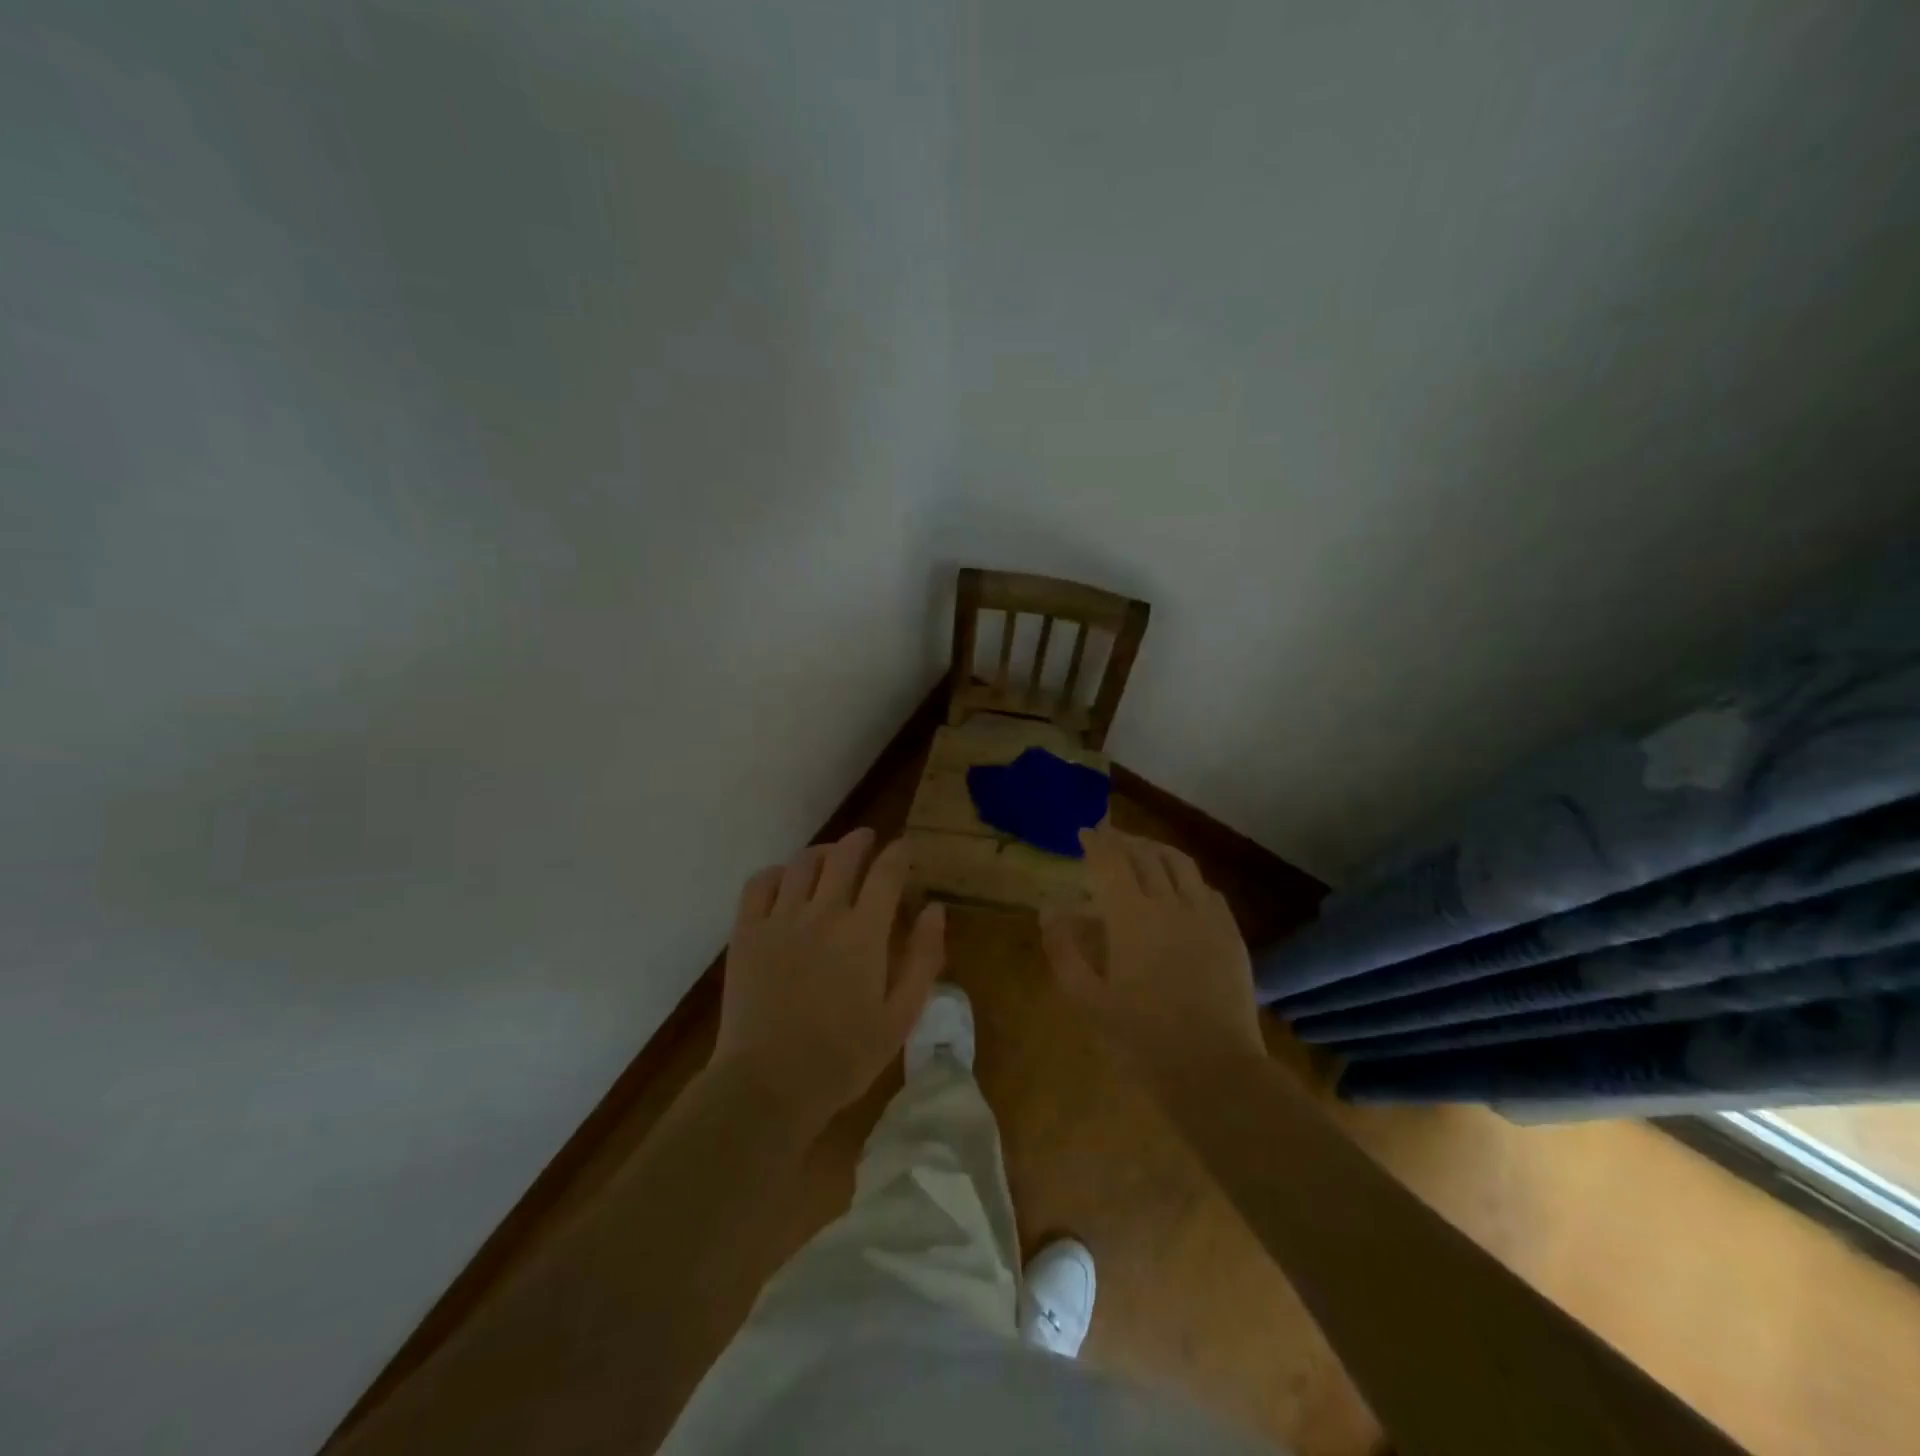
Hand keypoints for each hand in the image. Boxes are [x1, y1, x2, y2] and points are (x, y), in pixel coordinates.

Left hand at [712, 828, 945, 1128]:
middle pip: (844, 855)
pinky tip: (784, 881)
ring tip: (830, 858)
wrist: (768, 1085)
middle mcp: (823, 913)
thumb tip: (934, 910)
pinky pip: (759, 884)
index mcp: (864, 932)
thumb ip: (923, 958)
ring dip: (822, 852)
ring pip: (802, 863)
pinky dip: (776, 873)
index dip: (899, 853)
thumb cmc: (844, 1057)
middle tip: (869, 840)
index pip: (887, 872)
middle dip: (861, 840)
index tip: (905, 848)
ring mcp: (780, 919)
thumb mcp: (901, 1016)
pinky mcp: (746, 933)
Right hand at [1041, 826, 1264, 1081]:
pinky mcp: (1230, 933)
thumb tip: (1050, 911)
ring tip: (1142, 849)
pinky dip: (1186, 877)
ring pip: (1180, 864)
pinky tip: (1180, 886)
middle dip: (1124, 840)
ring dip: (1156, 849)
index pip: (1111, 861)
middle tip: (1108, 836)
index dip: (1096, 842)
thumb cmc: (1141, 1037)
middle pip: (1146, 854)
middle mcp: (1170, 903)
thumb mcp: (1087, 1000)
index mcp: (1131, 916)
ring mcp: (1206, 915)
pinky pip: (1207, 889)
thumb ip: (1064, 950)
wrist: (1213, 1069)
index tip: (1084, 832)